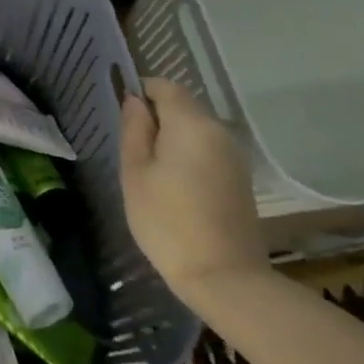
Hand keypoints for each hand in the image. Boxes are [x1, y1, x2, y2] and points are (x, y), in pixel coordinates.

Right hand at [119, 79, 267, 307]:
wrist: (224, 278)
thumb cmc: (167, 221)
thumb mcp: (135, 172)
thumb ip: (134, 130)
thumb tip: (134, 101)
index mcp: (192, 124)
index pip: (165, 86)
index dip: (140, 92)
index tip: (123, 118)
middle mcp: (219, 132)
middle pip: (183, 106)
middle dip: (156, 117)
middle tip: (131, 150)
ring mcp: (234, 157)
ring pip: (195, 130)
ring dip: (172, 138)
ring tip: (150, 171)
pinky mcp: (240, 179)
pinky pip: (208, 151)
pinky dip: (188, 156)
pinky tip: (174, 187)